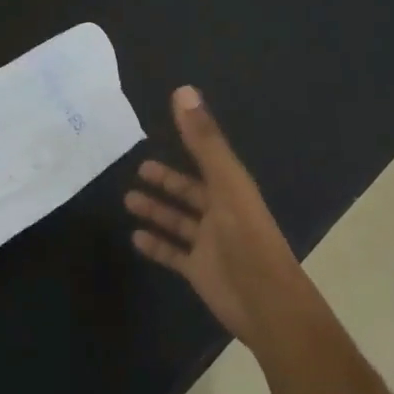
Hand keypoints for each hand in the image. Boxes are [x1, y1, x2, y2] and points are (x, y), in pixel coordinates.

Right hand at [125, 86, 304, 346]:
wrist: (265, 302)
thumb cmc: (247, 237)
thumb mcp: (225, 182)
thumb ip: (204, 140)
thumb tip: (183, 91)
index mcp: (232, 189)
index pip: (207, 159)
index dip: (188, 143)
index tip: (162, 130)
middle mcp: (221, 213)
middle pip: (190, 192)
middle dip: (166, 181)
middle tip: (139, 168)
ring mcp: (210, 244)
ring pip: (178, 221)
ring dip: (156, 210)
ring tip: (127, 199)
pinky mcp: (199, 270)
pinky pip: (172, 253)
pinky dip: (156, 245)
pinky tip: (135, 237)